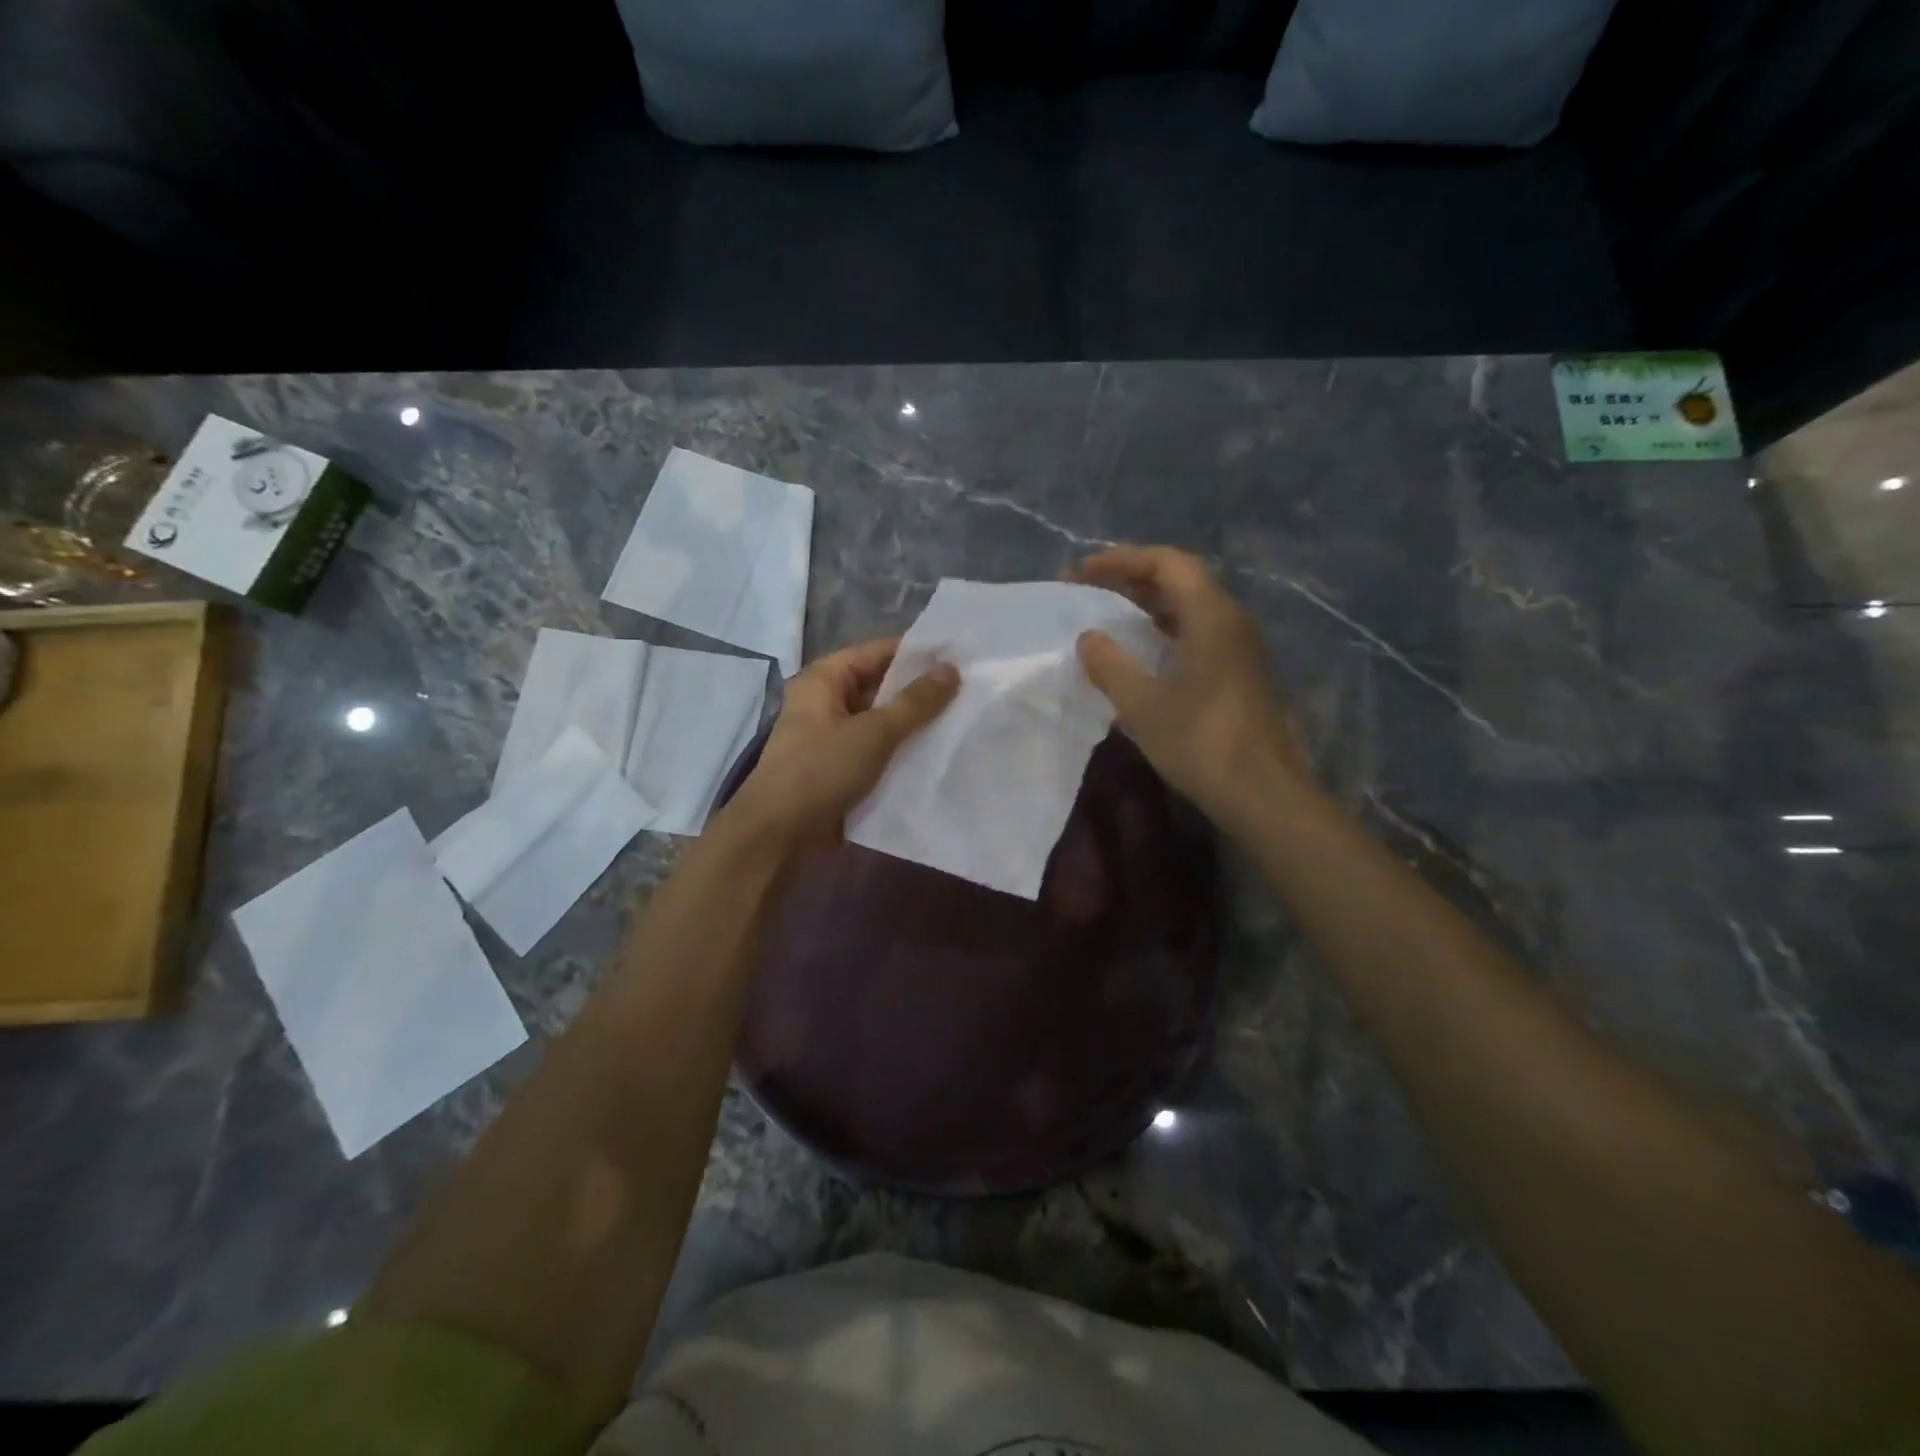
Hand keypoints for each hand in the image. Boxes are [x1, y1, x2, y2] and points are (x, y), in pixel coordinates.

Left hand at [725, 637, 958, 845]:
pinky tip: (936, 753)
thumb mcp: (873, 733)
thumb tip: (951, 670)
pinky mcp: (839, 767)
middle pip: (880, 685)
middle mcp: (826, 701)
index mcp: (824, 679)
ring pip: (881, 720)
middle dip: (920, 690)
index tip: (960, 656)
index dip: (918, 652)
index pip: (878, 651)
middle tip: (969, 690)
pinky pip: (876, 748)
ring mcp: (832, 736)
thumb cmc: (820, 771)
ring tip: (962, 719)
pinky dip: (901, 749)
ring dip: (913, 723)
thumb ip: (915, 703)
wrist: (778, 835)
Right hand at [1071, 546, 1309, 825]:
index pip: (1166, 562)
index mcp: (1211, 615)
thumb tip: (1089, 637)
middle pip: (1180, 579)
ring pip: (1189, 607)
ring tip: (1107, 614)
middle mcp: (1231, 620)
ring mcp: (1239, 647)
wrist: (1264, 794)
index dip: (1119, 560)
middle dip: (1130, 578)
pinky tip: (1140, 652)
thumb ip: (1110, 665)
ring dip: (1147, 604)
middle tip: (1087, 590)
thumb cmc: (1202, 742)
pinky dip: (1162, 629)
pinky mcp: (1240, 673)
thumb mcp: (1143, 705)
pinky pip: (1196, 632)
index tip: (1079, 573)